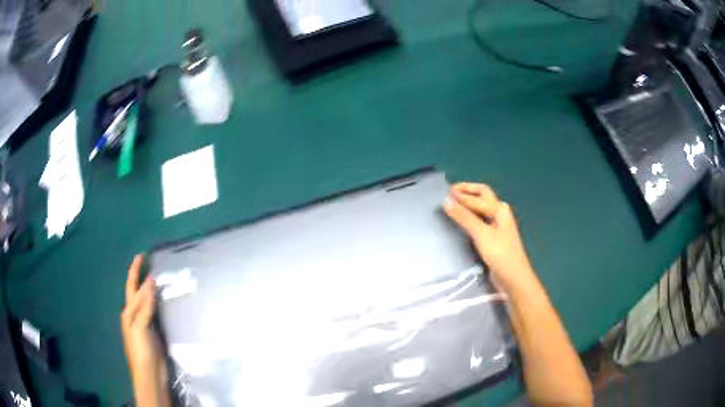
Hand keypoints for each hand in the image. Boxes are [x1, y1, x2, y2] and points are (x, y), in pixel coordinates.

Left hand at [121, 255, 168, 406]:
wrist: (150, 374)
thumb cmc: (141, 350)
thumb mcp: (140, 327)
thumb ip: (145, 305)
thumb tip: (150, 281)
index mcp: (128, 312)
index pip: (132, 287)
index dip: (135, 271)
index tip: (140, 255)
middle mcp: (134, 315)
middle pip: (137, 292)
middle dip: (140, 277)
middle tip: (147, 263)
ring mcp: (144, 324)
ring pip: (146, 301)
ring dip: (149, 289)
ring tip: (157, 278)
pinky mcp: (153, 332)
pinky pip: (154, 312)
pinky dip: (157, 303)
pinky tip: (163, 301)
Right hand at [444, 183, 535, 292]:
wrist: (513, 278)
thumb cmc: (500, 254)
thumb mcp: (481, 234)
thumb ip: (464, 217)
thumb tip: (446, 200)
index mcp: (499, 208)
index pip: (477, 196)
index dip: (461, 194)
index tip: (443, 193)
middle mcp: (499, 213)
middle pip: (482, 196)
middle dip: (467, 192)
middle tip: (449, 192)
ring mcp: (497, 226)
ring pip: (481, 208)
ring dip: (468, 203)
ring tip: (452, 204)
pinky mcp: (493, 238)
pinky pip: (479, 221)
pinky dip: (469, 216)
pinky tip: (461, 221)